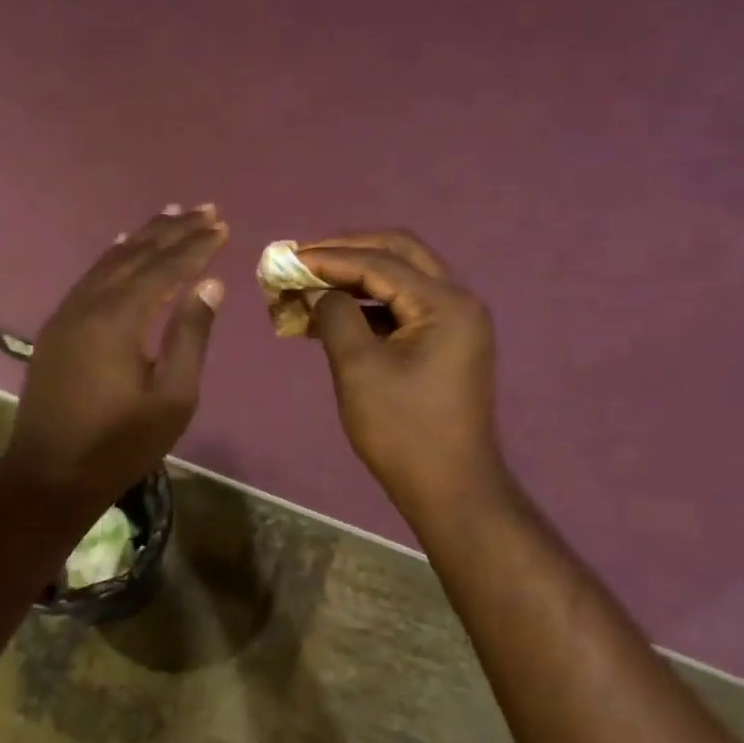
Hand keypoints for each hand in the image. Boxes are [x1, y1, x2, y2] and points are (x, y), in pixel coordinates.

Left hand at [7, 205, 227, 503]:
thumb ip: (191, 336)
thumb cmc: (120, 443)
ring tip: (170, 213)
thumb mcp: (172, 398)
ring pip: (110, 261)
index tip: (221, 225)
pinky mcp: (58, 327)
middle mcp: (89, 304)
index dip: (195, 246)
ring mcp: (67, 313)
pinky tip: (122, 244)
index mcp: (118, 320)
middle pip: (136, 255)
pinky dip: (113, 256)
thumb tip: (210, 285)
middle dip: (173, 231)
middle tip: (204, 208)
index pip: (165, 269)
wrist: (49, 475)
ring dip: (143, 236)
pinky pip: (91, 277)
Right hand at [293, 230, 512, 526]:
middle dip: (347, 252)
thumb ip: (335, 316)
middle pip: (398, 254)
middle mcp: (457, 301)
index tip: (286, 260)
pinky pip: (403, 309)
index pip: (380, 262)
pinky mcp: (444, 344)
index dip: (329, 258)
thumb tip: (318, 291)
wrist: (450, 489)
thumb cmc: (403, 430)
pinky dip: (368, 307)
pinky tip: (332, 316)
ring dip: (355, 279)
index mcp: (445, 303)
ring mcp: (454, 323)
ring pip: (400, 280)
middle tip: (304, 260)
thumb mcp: (359, 369)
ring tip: (310, 286)